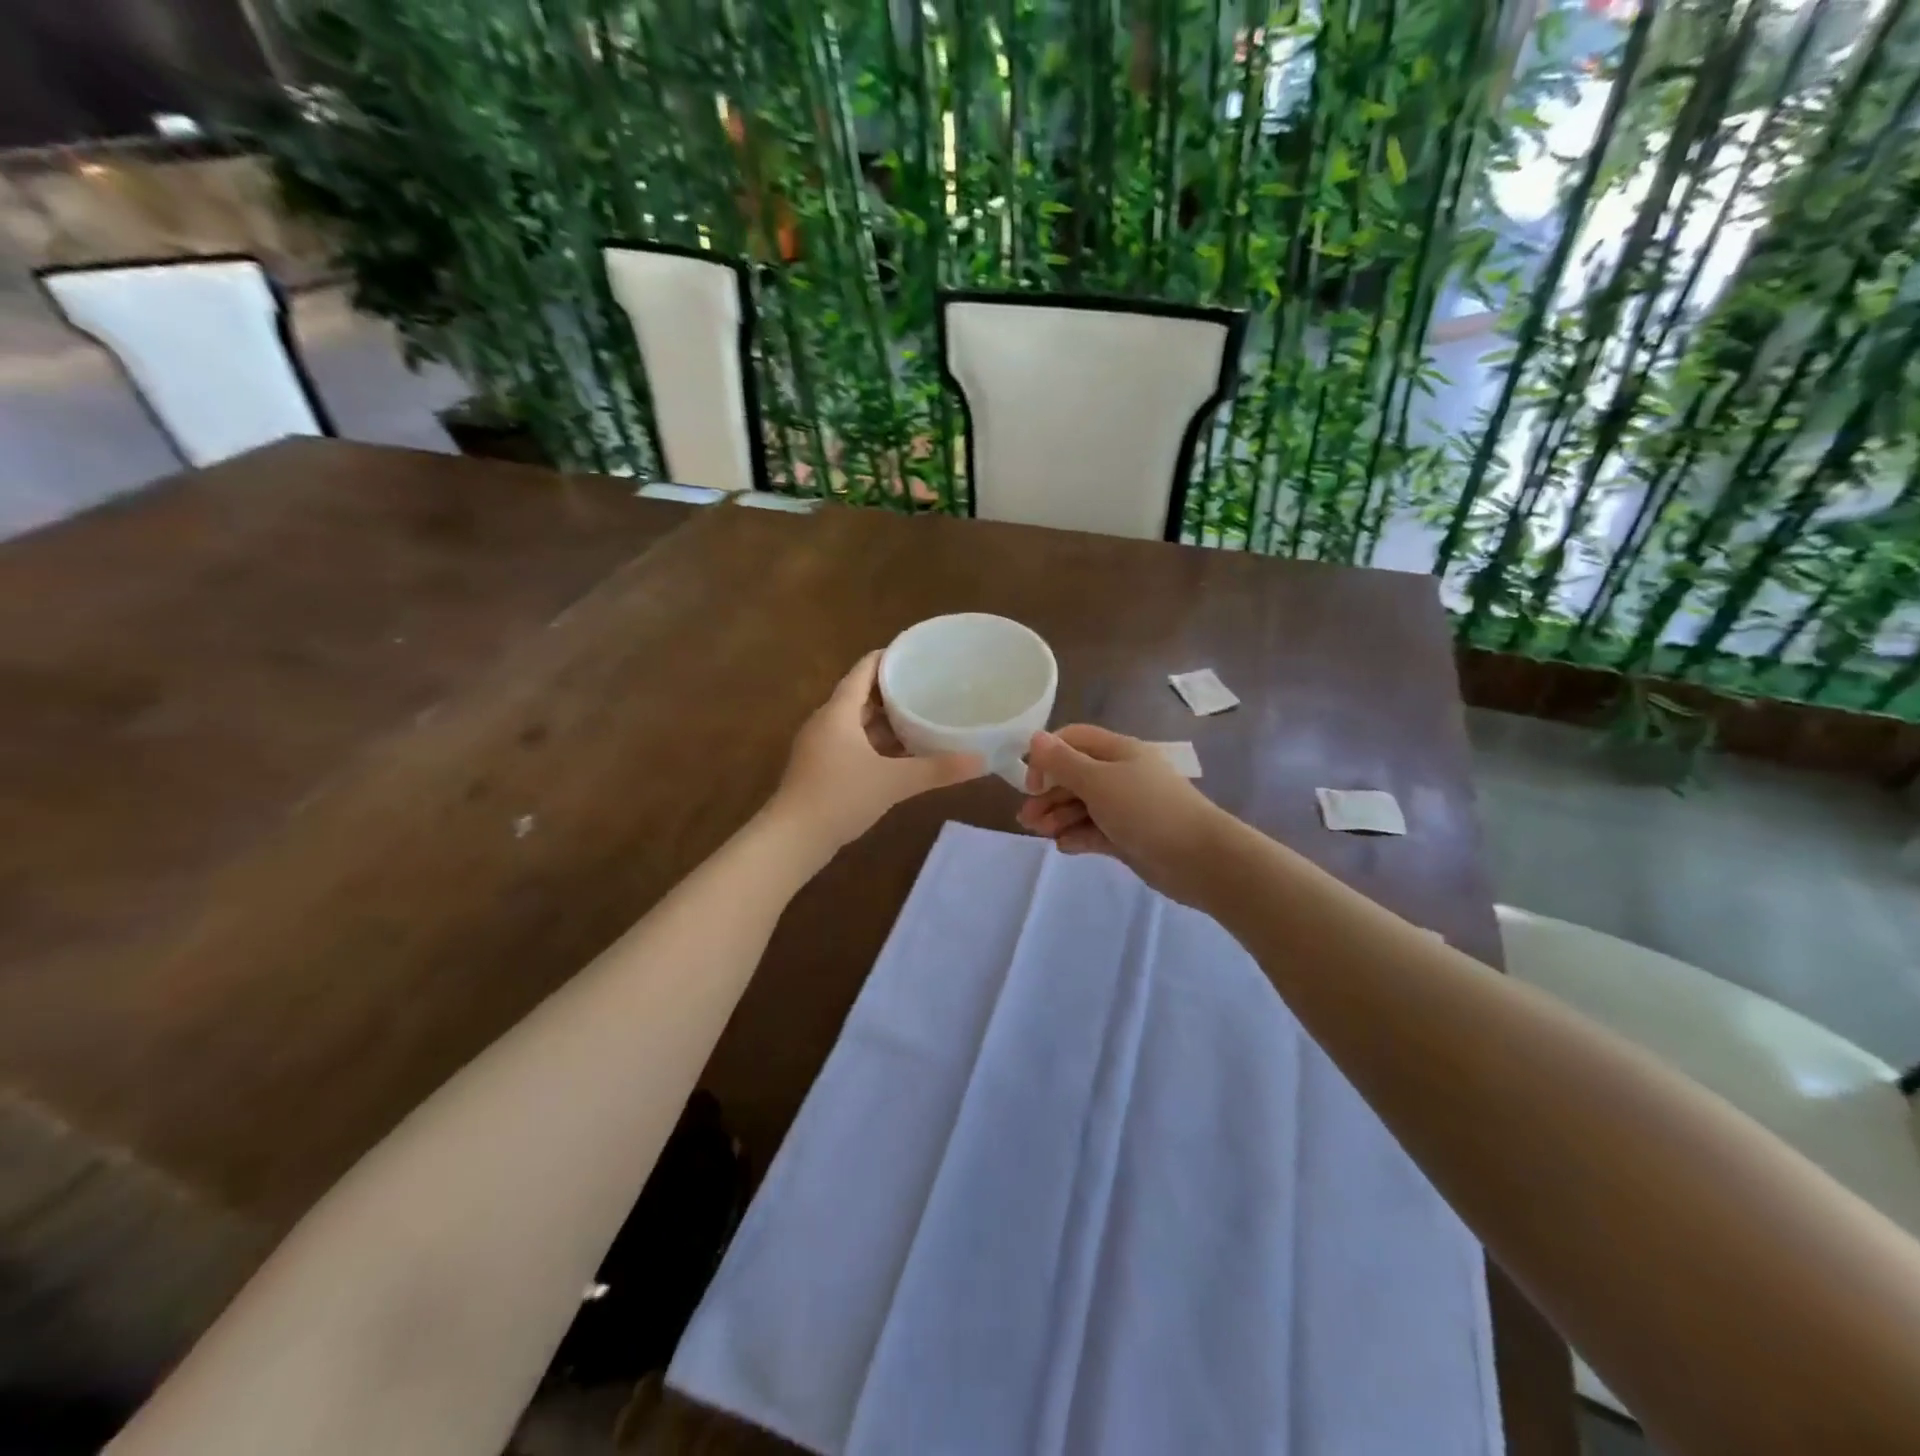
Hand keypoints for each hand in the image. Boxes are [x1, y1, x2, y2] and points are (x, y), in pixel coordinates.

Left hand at [770, 651, 985, 855]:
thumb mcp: (893, 782)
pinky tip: (900, 755)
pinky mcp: (821, 768)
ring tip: (920, 717)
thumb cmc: (840, 797)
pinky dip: (876, 743)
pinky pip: (852, 744)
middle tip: (929, 687)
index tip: (917, 654)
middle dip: (893, 691)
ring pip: (857, 723)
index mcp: (838, 712)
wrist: (793, 838)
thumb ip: (937, 769)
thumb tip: (981, 760)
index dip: (889, 658)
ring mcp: (821, 746)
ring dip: (885, 720)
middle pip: (861, 695)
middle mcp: (826, 722)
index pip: (864, 670)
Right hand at [1016, 725, 1233, 907]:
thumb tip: (1034, 737)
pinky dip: (1078, 836)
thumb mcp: (1098, 782)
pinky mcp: (1128, 836)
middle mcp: (1121, 774)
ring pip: (1082, 806)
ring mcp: (1125, 807)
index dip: (1048, 756)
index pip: (1073, 740)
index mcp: (1118, 751)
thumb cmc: (1146, 810)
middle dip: (1048, 794)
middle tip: (1026, 819)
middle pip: (1074, 776)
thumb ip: (1063, 762)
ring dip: (1058, 817)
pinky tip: (1065, 846)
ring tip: (1041, 834)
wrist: (1199, 859)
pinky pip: (1095, 831)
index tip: (1031, 782)